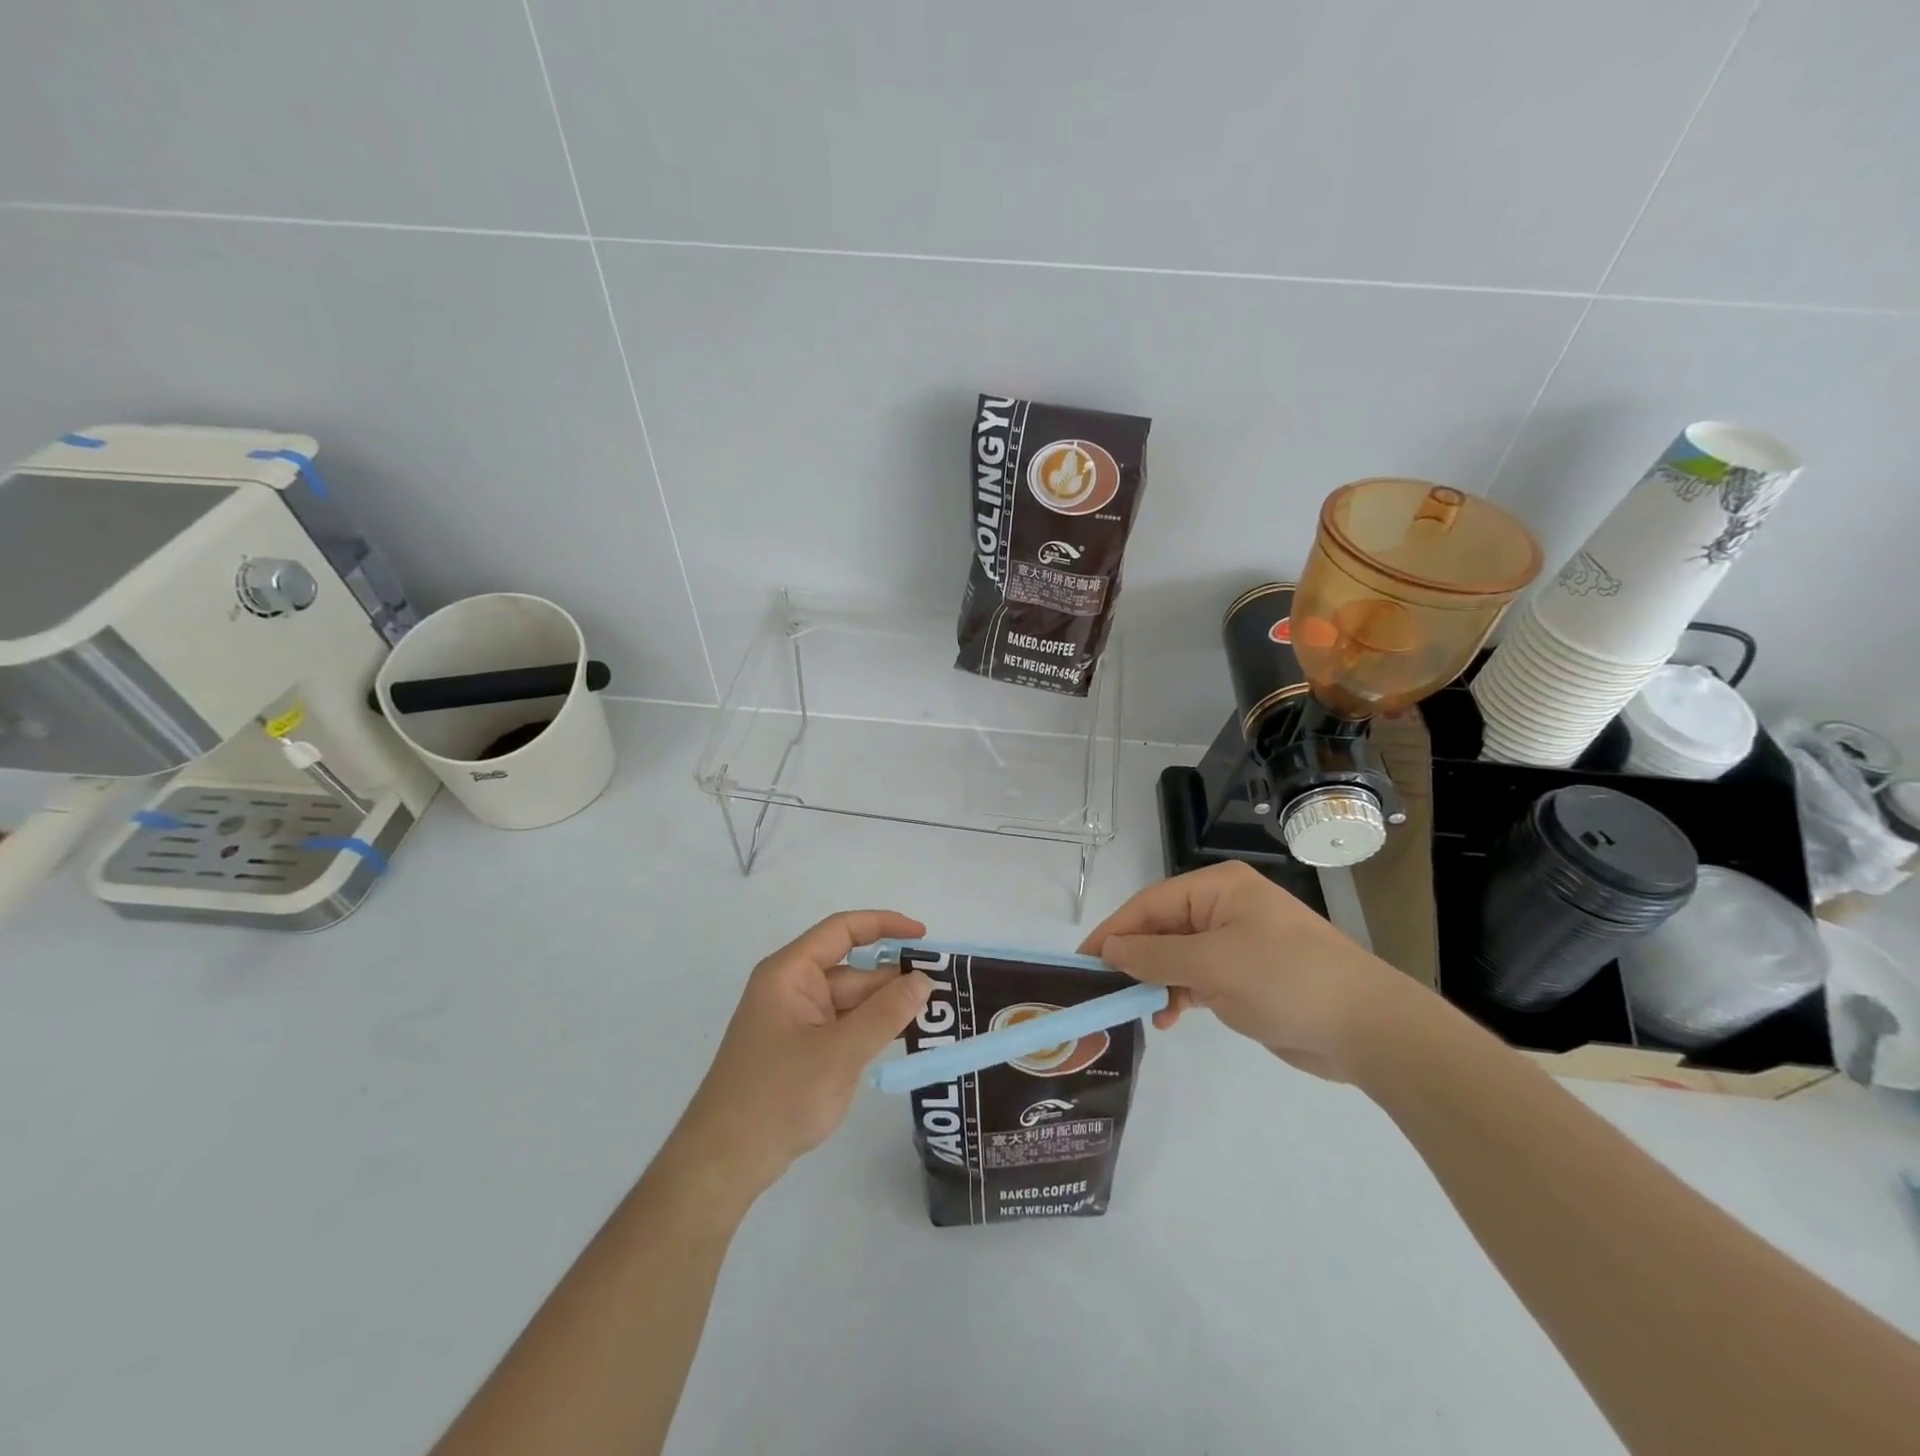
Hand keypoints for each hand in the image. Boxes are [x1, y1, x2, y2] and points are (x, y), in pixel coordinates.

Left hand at [667, 910, 932, 1201]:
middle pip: (852, 971)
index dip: (884, 925)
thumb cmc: (778, 1096)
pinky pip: (844, 1028)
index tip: (923, 935)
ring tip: (936, 1017)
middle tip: (944, 992)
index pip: (842, 931)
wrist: (724, 1162)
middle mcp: (793, 989)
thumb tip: (924, 980)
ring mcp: (796, 1021)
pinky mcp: (801, 1050)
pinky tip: (904, 1039)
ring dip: (887, 1008)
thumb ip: (885, 1014)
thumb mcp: (840, 1053)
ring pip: (851, 1002)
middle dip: (894, 979)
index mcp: (791, 973)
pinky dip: (872, 1030)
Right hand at [1079, 862, 1417, 1081]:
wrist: (1367, 1028)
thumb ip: (1155, 957)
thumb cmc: (1285, 980)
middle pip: (1161, 929)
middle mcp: (1224, 908)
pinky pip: (1198, 978)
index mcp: (1218, 888)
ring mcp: (1236, 943)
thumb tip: (1109, 950)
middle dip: (1133, 959)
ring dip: (1155, 981)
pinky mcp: (1246, 977)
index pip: (1150, 904)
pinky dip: (1180, 995)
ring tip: (1135, 1009)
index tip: (1082, 962)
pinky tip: (1168, 1017)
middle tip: (1100, 990)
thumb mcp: (1212, 965)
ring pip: (1177, 956)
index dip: (1114, 932)